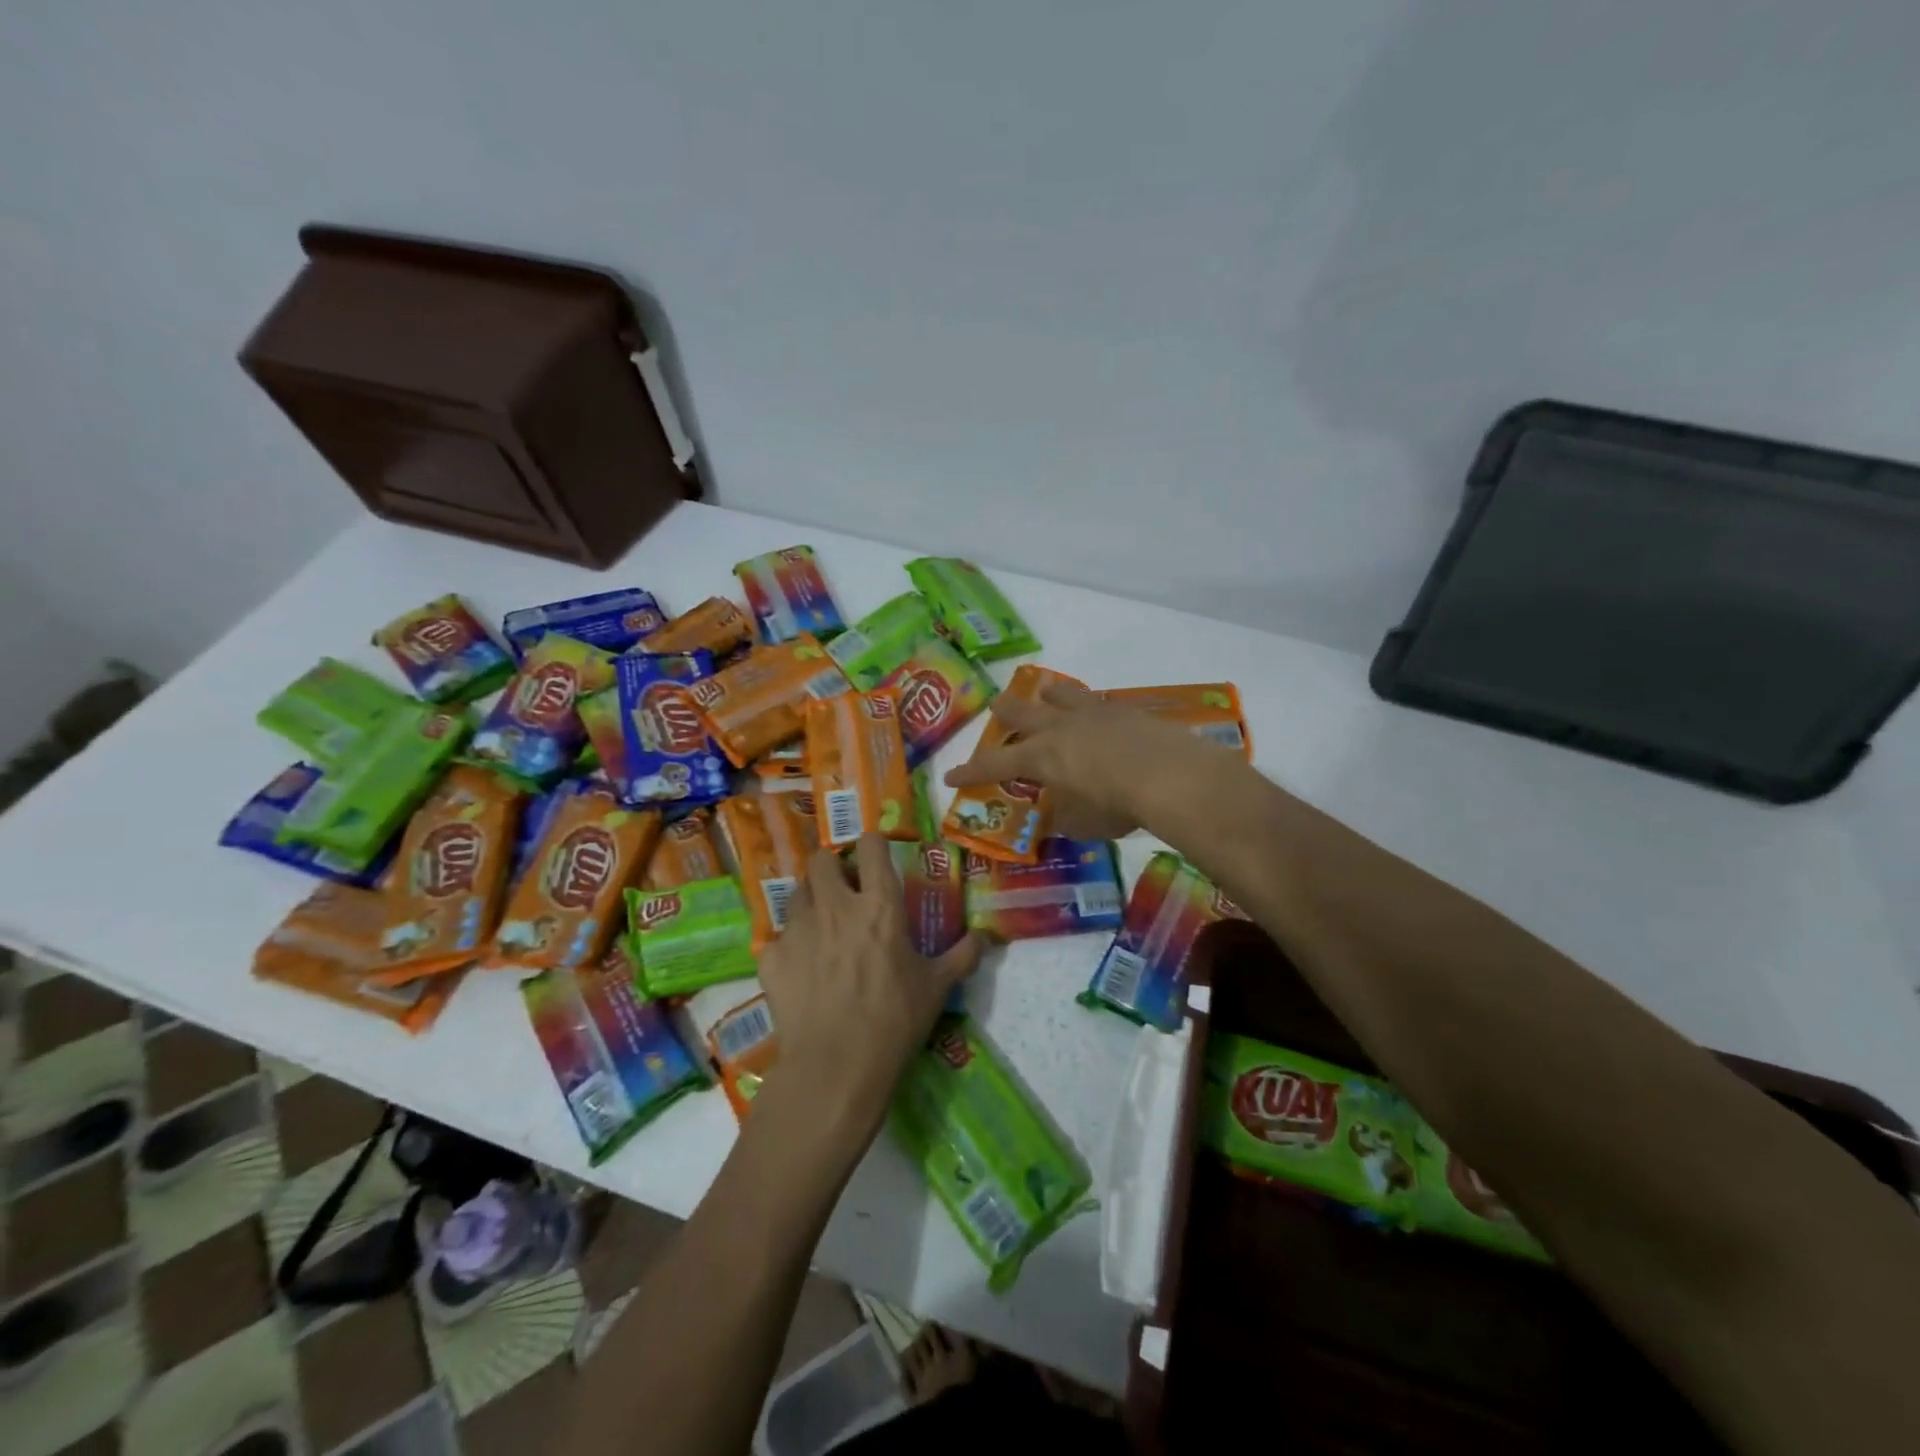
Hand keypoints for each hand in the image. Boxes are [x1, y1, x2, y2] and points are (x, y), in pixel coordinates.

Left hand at [756, 833, 982, 1141]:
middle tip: (844, 892)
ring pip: (796, 893)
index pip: (871, 846)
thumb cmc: (894, 1021)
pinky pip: (778, 938)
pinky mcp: (772, 958)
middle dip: (832, 868)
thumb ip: (962, 955)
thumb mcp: (937, 988)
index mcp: (879, 905)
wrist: (836, 1067)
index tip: (875, 856)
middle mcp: (835, 906)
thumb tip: (985, 937)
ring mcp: (798, 930)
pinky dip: (789, 947)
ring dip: (809, 902)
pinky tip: (800, 970)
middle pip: (822, 859)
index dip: (873, 844)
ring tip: (821, 927)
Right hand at [942, 682, 1226, 838]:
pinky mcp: (1122, 709)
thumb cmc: (1117, 805)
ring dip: (1046, 696)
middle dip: (1003, 712)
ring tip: (1046, 696)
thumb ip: (1065, 818)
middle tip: (997, 711)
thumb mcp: (1084, 823)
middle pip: (1018, 711)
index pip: (994, 765)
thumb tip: (1059, 818)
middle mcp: (1058, 728)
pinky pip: (1095, 701)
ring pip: (1058, 693)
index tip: (950, 777)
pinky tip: (1097, 715)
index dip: (970, 772)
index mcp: (1040, 757)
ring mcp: (1091, 712)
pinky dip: (1087, 707)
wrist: (1170, 774)